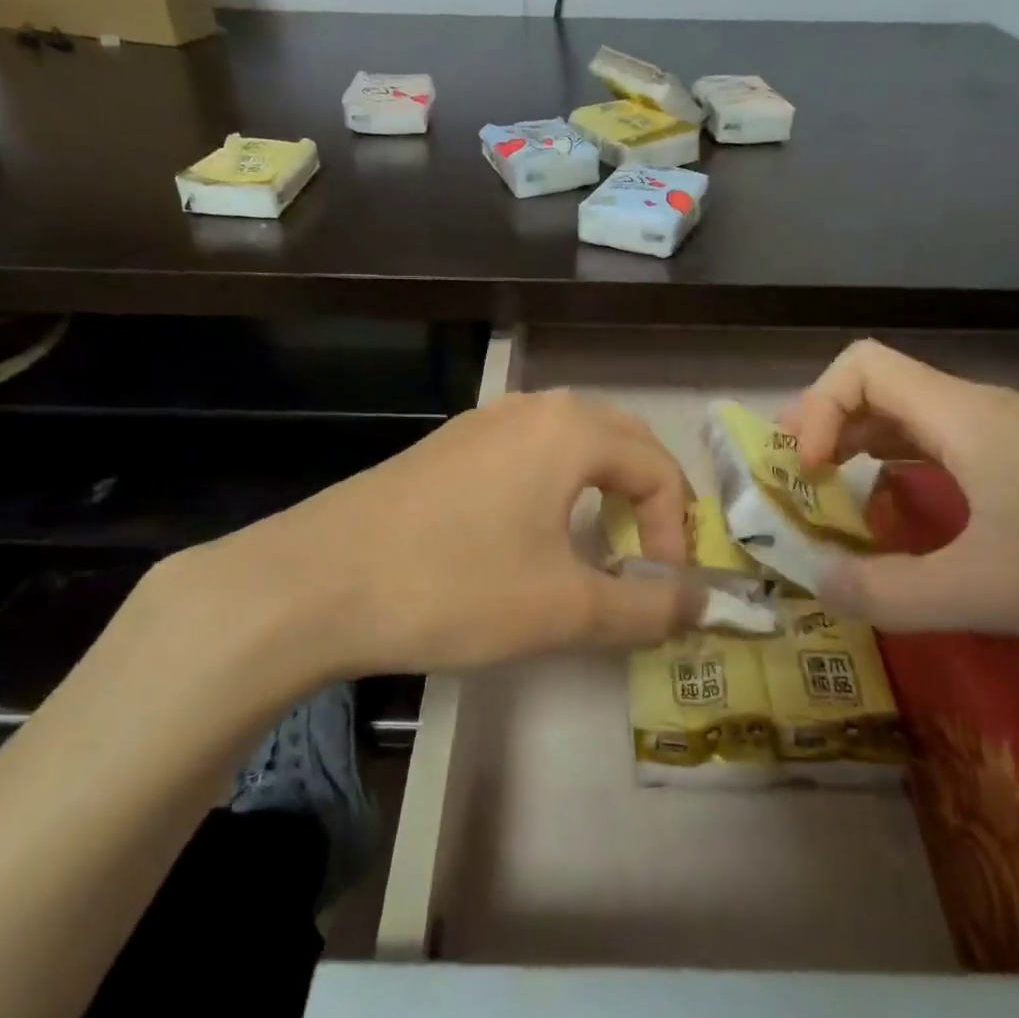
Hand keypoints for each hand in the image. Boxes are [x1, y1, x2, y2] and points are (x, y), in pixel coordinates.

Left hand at [130, 389, 700, 723]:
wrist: (314, 583)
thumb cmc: (453, 587)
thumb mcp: (564, 608)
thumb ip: (646, 607)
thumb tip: (704, 605)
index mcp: (570, 430)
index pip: (658, 469)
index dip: (676, 531)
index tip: (664, 589)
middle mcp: (531, 409)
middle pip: (621, 440)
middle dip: (648, 497)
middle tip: (647, 555)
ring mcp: (481, 422)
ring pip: (570, 442)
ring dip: (601, 488)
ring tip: (597, 545)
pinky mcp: (445, 448)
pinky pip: (525, 454)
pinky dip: (554, 487)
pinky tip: (530, 536)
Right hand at [781, 340, 1018, 655]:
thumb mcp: (991, 592)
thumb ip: (891, 592)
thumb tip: (819, 582)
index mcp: (961, 418)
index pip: (860, 365)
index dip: (817, 409)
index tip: (812, 475)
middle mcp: (979, 413)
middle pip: (878, 391)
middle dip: (827, 433)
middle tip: (803, 493)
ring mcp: (1012, 438)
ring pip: (912, 423)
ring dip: (864, 455)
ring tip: (841, 508)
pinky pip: (946, 452)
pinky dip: (906, 475)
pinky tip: (911, 523)